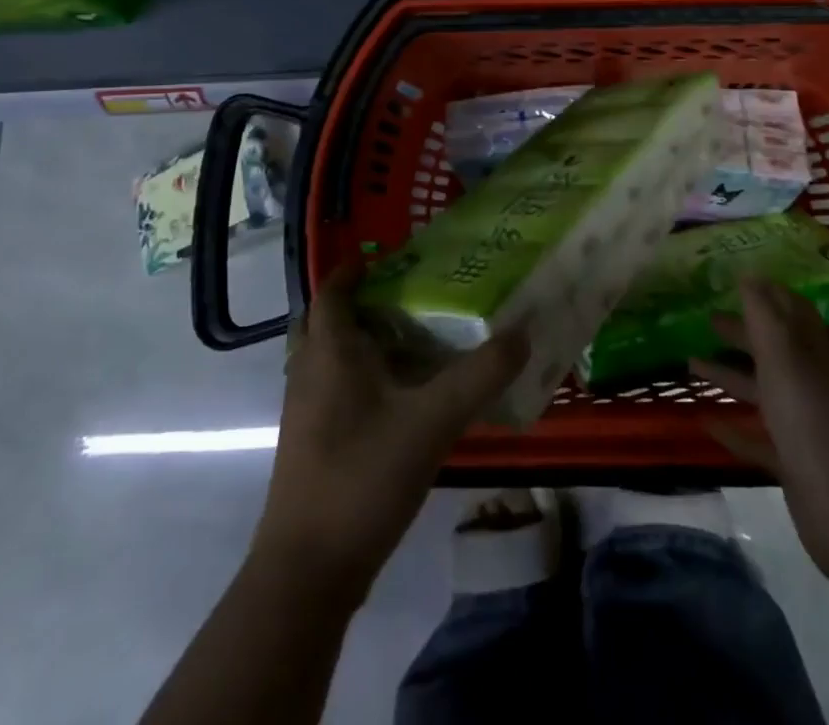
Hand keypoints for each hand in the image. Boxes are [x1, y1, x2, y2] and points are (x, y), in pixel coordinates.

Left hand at [252, 260, 528, 600]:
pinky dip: (361, 378)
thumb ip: (480, 375)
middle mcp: (310, 372)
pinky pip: (334, 390)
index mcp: (330, 352)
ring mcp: (306, 412)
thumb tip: (522, 332)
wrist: (308, 572)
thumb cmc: (363, 476)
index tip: (388, 257)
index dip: (354, 269)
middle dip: (362, 304)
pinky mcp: (312, 445)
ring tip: (413, 340)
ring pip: (330, 358)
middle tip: (408, 297)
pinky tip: (401, 398)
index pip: (333, 292)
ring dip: (363, 342)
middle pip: (328, 322)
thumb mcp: (433, 420)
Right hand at [692, 277, 828, 580]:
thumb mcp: (784, 361)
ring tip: (690, 363)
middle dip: (741, 330)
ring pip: (761, 390)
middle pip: (772, 348)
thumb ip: (765, 317)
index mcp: (811, 355)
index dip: (766, 292)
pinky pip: (757, 437)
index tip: (734, 277)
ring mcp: (802, 425)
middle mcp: (808, 383)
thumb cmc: (812, 424)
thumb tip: (749, 272)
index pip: (791, 311)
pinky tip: (706, 422)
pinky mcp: (792, 462)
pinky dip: (732, 428)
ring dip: (729, 374)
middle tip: (704, 317)